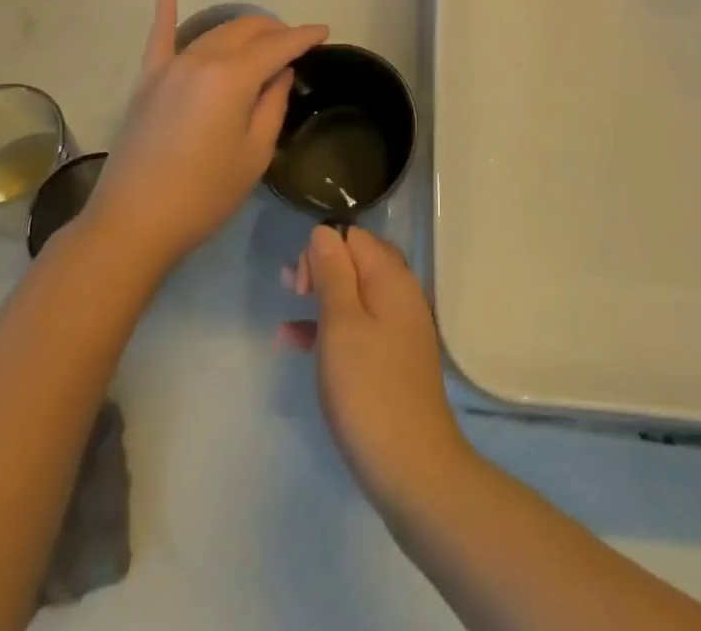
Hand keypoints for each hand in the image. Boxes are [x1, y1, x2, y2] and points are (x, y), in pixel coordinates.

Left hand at [87, 0, 326, 272]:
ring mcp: (170, 67)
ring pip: (213, 33)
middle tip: (295, 43)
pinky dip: (165, 14)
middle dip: (274, 30)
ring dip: (241, 31)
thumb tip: (279, 72)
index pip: (277, 46)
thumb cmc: (205, 194)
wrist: (134, 222)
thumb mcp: (255, 153)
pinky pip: (158, 39)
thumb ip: (272, 104)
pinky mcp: (147, 81)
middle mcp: (201, 59)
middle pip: (245, 30)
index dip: (303, 36)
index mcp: (232, 76)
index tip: (324, 31)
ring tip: (262, 38)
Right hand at [283, 225, 469, 506]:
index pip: (354, 237)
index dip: (323, 249)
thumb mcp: (341, 325)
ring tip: (288, 305)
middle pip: (357, 261)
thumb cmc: (369, 390)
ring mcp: (399, 329)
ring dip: (322, 295)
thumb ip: (332, 273)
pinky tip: (296, 343)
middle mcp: (401, 295)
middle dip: (322, 267)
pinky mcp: (393, 360)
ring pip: (356, 294)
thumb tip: (325, 231)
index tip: (301, 282)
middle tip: (291, 288)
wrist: (412, 470)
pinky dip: (330, 327)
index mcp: (391, 278)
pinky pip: (358, 326)